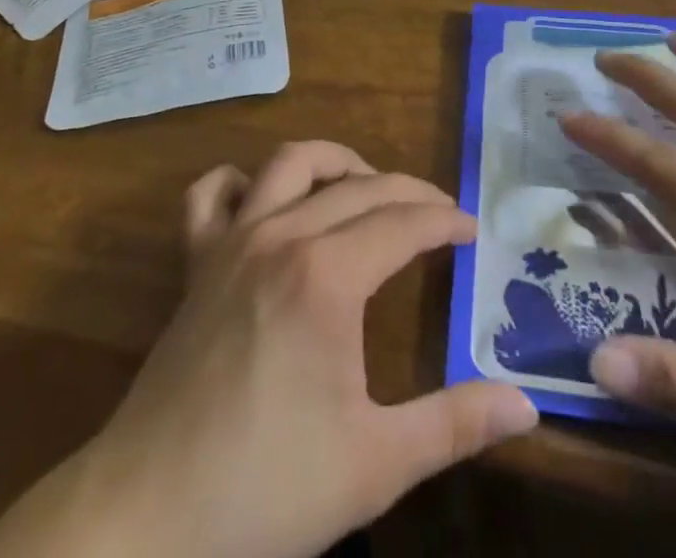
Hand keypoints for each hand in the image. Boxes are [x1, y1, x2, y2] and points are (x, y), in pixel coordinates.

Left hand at [0, 141, 535, 557]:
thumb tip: (525, 404)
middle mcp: (280, 235)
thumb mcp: (376, 464)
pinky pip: (212, 194)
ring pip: (290, 163)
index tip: (472, 230)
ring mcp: (232, 240)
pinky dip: (241, 182)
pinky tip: (263, 201)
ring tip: (366, 186)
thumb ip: (454, 425)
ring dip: (335, 163)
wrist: (150, 514)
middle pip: (358, 187)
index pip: (402, 223)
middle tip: (439, 214)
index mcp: (327, 276)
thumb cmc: (267, 488)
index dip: (443, 220)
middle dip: (407, 191)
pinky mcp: (196, 260)